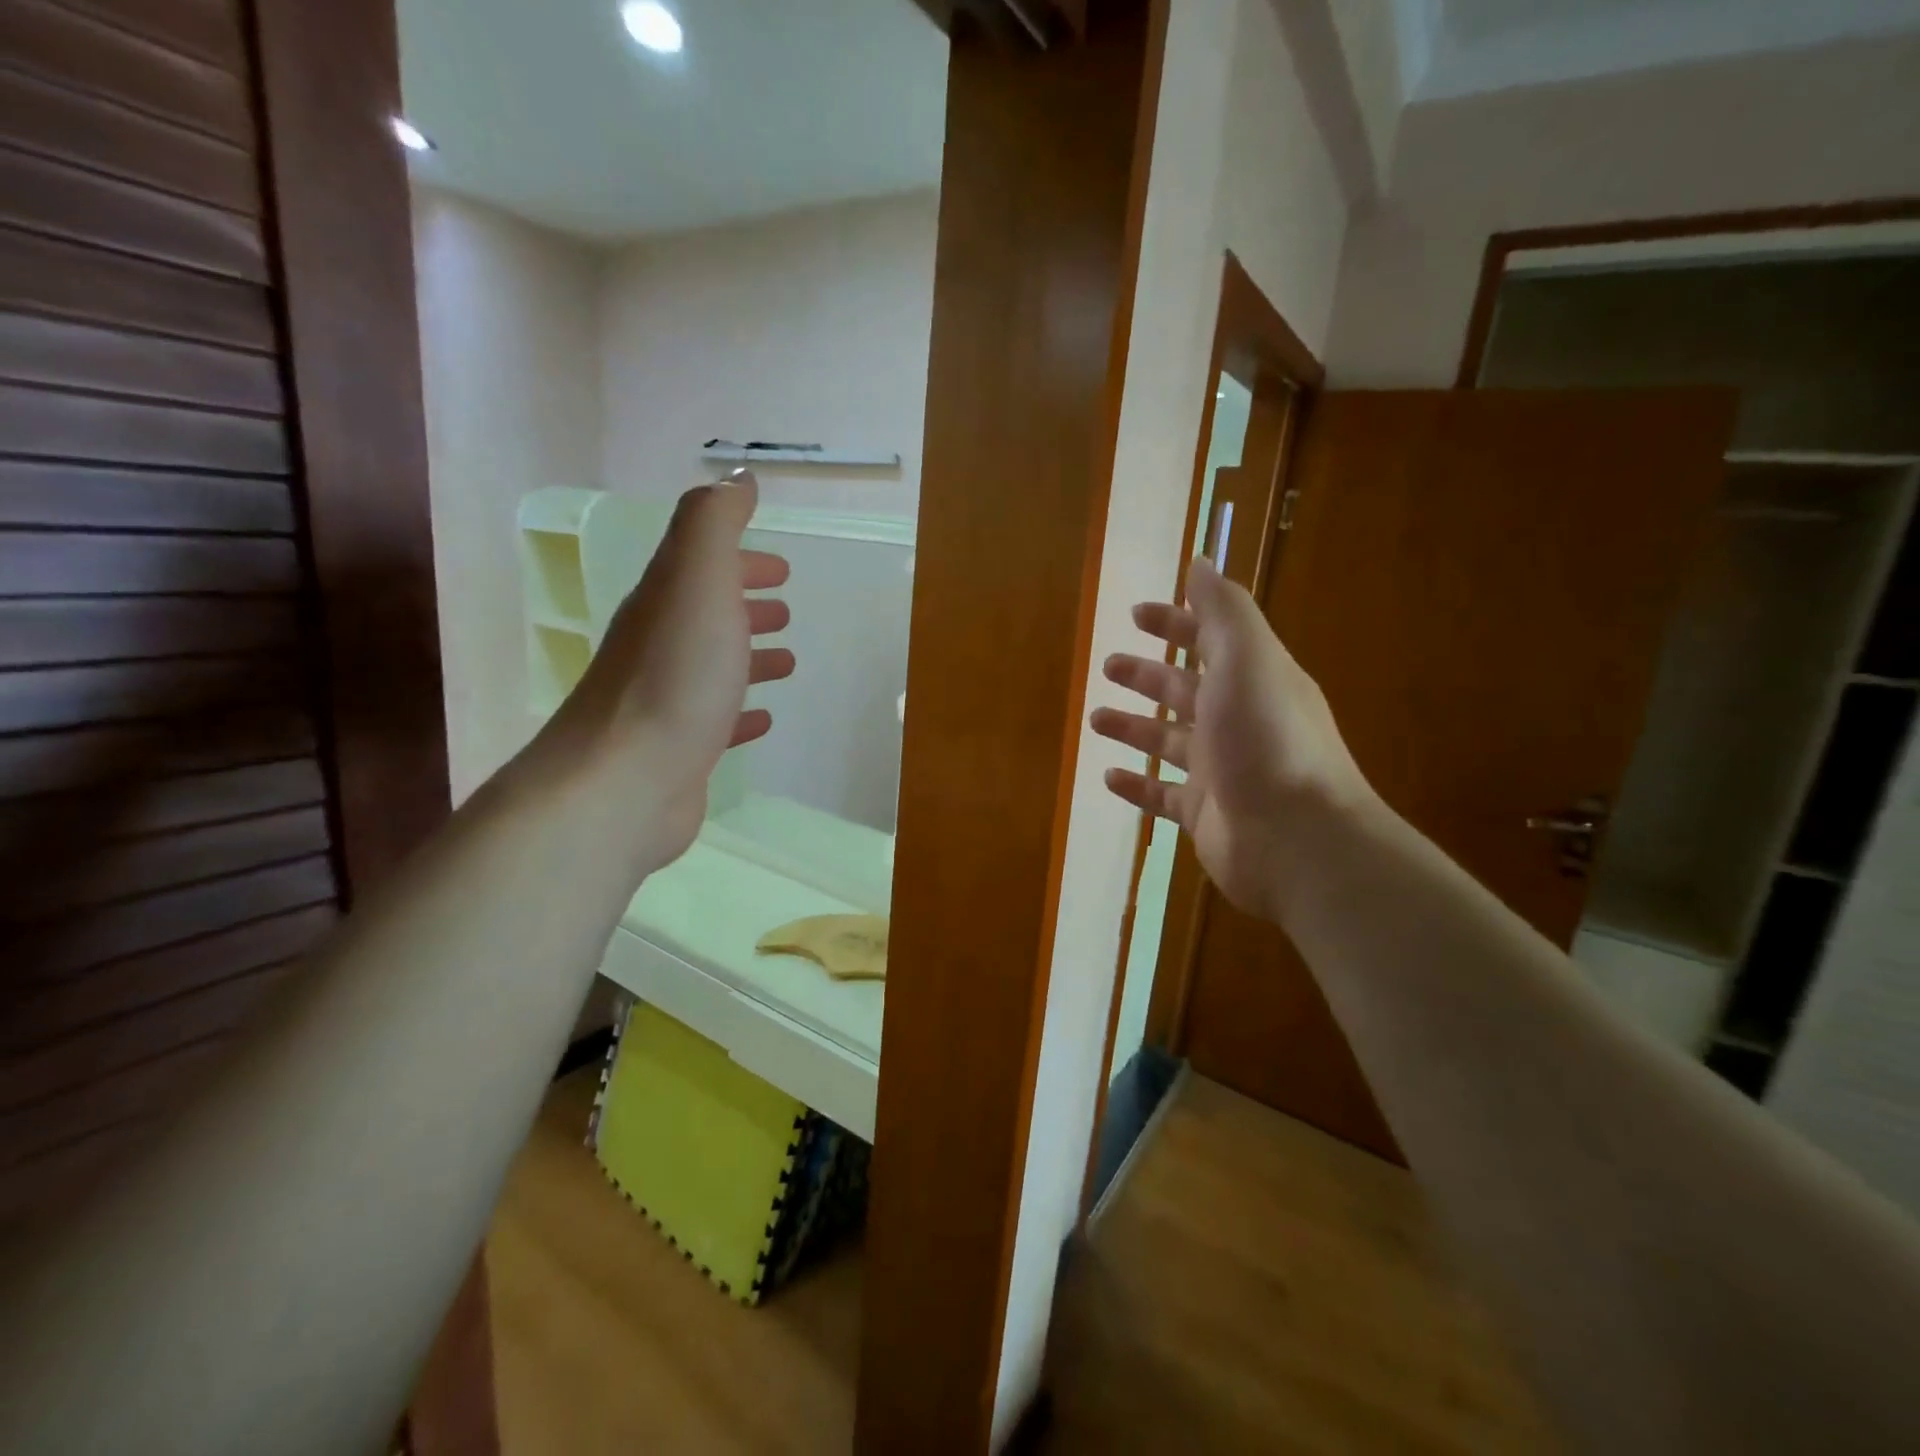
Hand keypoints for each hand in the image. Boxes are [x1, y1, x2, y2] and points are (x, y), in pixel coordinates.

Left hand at [538, 470, 793, 874]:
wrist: (625, 780)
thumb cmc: (675, 677)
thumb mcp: (698, 581)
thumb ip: (715, 525)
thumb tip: (737, 479)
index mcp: (667, 600)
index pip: (703, 564)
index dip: (740, 559)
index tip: (780, 567)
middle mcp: (661, 644)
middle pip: (707, 613)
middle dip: (746, 603)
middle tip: (785, 608)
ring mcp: (667, 699)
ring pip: (714, 665)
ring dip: (749, 655)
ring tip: (787, 659)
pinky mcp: (679, 747)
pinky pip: (718, 719)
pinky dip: (742, 711)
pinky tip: (762, 718)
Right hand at [1090, 557, 1372, 924]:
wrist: (1296, 838)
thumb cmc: (1266, 739)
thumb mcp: (1248, 659)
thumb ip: (1223, 611)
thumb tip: (1201, 562)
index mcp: (1252, 680)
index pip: (1209, 640)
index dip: (1175, 622)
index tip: (1136, 613)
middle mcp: (1237, 722)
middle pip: (1184, 690)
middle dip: (1147, 675)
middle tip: (1108, 665)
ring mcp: (1220, 771)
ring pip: (1167, 742)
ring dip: (1134, 726)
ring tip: (1095, 719)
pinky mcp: (1204, 814)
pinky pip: (1161, 795)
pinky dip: (1135, 785)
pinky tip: (1108, 777)